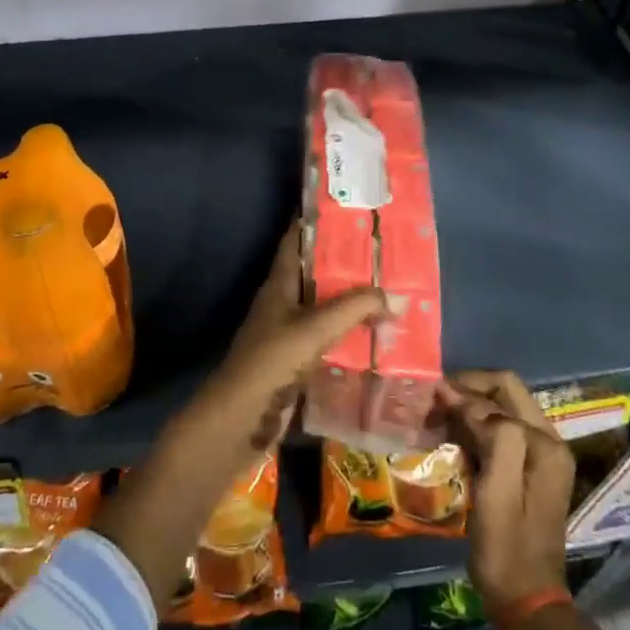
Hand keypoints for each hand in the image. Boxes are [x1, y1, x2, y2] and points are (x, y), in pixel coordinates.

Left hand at [93, 225, 387, 609]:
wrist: (238, 422)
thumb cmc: (270, 364)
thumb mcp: (313, 330)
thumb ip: (353, 308)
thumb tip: (392, 295)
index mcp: (278, 285)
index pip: (295, 241)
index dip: (316, 222)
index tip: (348, 208)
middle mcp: (282, 304)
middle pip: (315, 274)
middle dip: (345, 263)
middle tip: (384, 252)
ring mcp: (288, 334)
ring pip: (324, 308)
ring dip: (350, 301)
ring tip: (389, 291)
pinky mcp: (295, 364)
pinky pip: (327, 340)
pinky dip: (348, 335)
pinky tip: (375, 338)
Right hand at [445, 370, 575, 610]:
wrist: (525, 602)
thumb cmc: (507, 549)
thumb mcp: (497, 492)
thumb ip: (491, 436)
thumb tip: (460, 395)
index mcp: (544, 443)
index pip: (502, 388)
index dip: (465, 386)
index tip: (430, 396)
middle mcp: (547, 441)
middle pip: (503, 394)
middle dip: (465, 392)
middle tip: (431, 404)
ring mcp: (538, 456)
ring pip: (498, 411)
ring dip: (466, 410)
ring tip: (434, 420)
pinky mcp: (526, 471)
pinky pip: (497, 433)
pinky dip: (472, 430)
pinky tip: (449, 442)